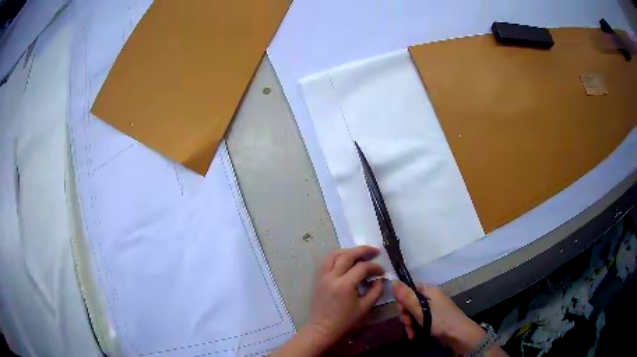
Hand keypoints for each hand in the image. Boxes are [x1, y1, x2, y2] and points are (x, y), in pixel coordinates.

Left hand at [307, 246, 384, 346]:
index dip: (374, 267)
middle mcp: (332, 277)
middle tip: (375, 251)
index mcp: (344, 285)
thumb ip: (375, 291)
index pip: (362, 268)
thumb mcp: (365, 308)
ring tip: (360, 253)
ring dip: (349, 251)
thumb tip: (380, 279)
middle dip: (363, 250)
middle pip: (347, 255)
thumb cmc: (345, 321)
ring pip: (334, 254)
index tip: (382, 272)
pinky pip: (327, 261)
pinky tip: (347, 260)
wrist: (322, 328)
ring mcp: (322, 276)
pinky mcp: (318, 278)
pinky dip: (338, 256)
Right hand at [392, 281, 485, 354]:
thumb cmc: (441, 321)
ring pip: (413, 313)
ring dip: (409, 324)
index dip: (402, 302)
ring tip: (412, 334)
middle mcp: (430, 297)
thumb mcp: (421, 310)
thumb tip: (393, 281)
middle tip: (408, 326)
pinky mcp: (433, 318)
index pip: (408, 290)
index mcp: (428, 290)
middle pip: (409, 303)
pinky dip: (415, 327)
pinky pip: (419, 320)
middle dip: (406, 316)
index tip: (403, 313)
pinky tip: (415, 335)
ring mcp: (432, 308)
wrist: (459, 335)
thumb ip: (407, 297)